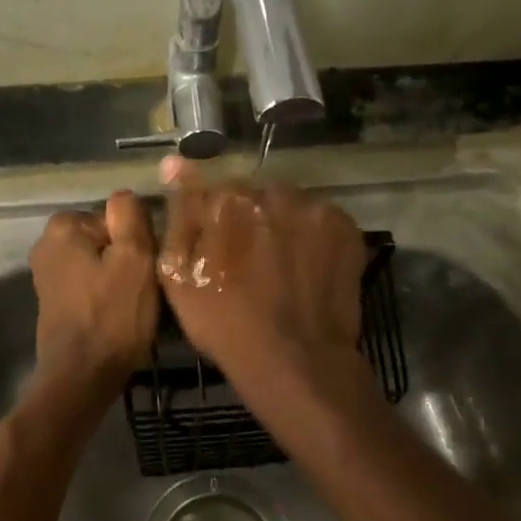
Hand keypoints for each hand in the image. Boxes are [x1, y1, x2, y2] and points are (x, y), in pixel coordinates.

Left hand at [28, 191, 158, 385]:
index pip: (116, 218)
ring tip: (133, 306)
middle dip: (127, 260)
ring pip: (101, 264)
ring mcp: (47, 275)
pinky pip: (91, 286)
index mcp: (62, 226)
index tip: (145, 267)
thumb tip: (124, 196)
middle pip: (107, 240)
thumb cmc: (113, 315)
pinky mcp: (54, 302)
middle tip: (143, 288)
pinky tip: (119, 317)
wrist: (82, 376)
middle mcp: (46, 244)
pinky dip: (106, 296)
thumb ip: (131, 217)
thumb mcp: (135, 257)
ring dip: (120, 280)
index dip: (137, 241)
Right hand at [157, 158, 367, 392]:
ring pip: (290, 206)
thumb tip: (175, 161)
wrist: (295, 359)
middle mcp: (273, 192)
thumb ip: (179, 212)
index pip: (215, 193)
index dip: (216, 224)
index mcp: (228, 200)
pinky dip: (313, 238)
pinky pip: (320, 220)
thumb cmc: (224, 322)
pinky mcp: (346, 228)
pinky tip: (307, 269)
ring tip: (282, 268)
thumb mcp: (178, 274)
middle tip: (251, 264)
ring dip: (283, 226)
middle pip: (255, 197)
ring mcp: (314, 209)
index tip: (219, 252)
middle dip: (251, 221)